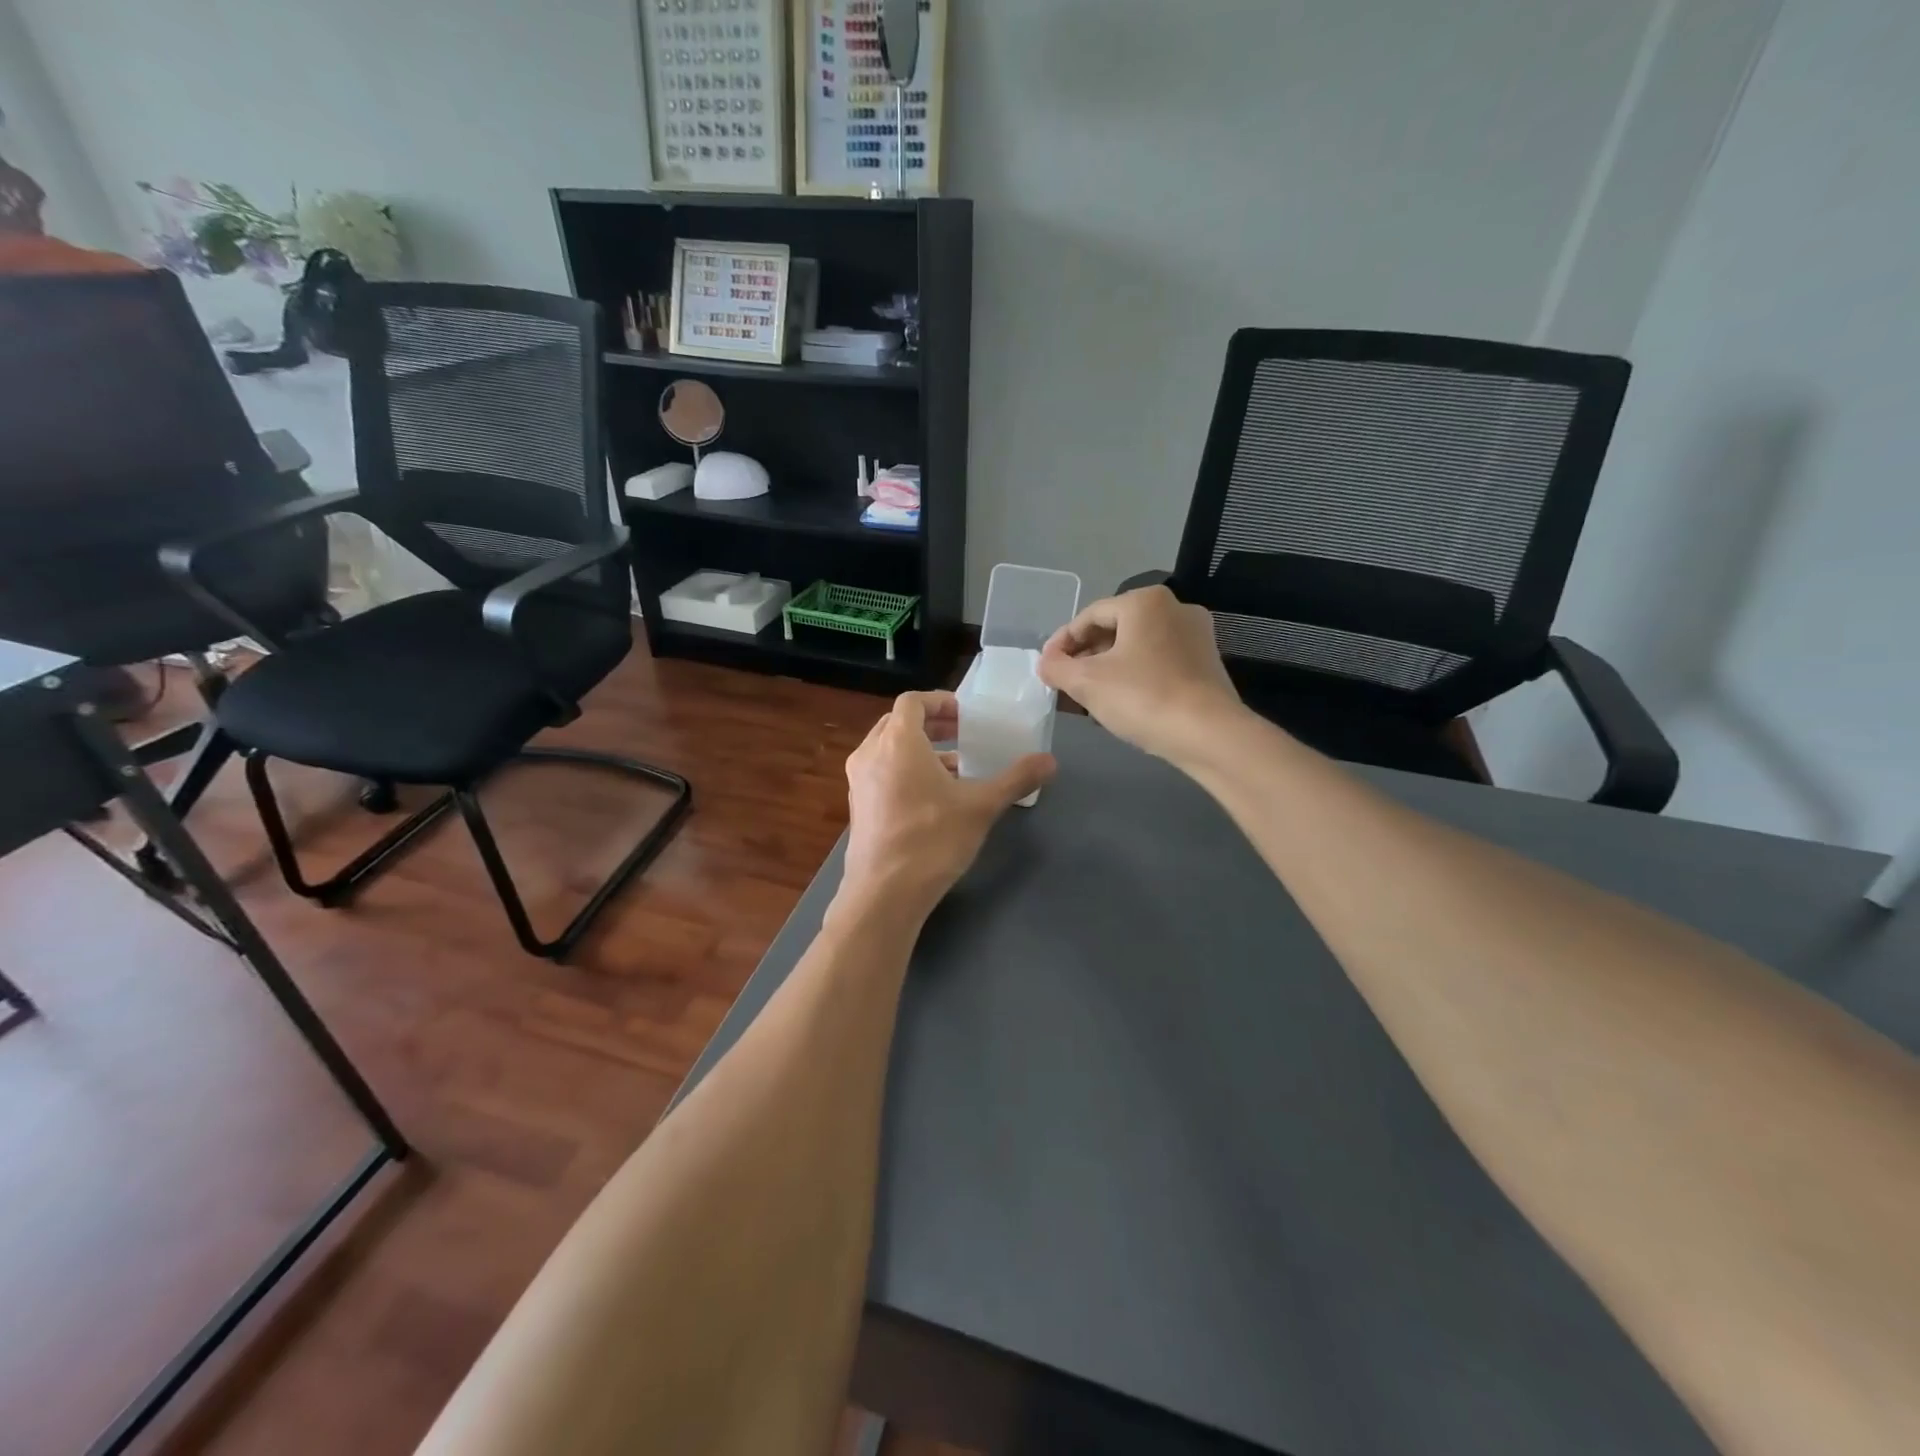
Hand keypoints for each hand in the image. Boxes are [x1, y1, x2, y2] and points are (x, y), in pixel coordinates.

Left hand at [836, 691, 1053, 922]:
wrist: (884, 894)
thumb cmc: (932, 839)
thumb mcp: (981, 807)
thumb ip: (1016, 779)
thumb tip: (1050, 761)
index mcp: (898, 742)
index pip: (912, 702)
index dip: (939, 701)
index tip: (965, 714)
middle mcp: (870, 754)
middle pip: (897, 723)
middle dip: (931, 724)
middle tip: (962, 734)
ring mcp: (859, 782)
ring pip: (888, 749)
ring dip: (919, 749)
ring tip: (955, 767)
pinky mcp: (858, 807)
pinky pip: (881, 773)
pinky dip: (904, 771)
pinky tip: (933, 798)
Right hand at [1038, 586, 1243, 765]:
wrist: (1209, 735)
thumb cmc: (1142, 698)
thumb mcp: (1086, 683)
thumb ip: (1057, 667)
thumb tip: (1046, 663)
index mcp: (1144, 601)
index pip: (1089, 616)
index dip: (1061, 642)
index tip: (1046, 668)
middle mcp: (1174, 608)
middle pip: (1115, 629)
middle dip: (1085, 656)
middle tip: (1064, 683)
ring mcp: (1196, 635)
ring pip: (1137, 647)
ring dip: (1108, 668)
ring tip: (1087, 696)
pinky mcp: (1206, 663)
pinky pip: (1158, 661)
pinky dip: (1134, 676)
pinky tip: (1121, 701)